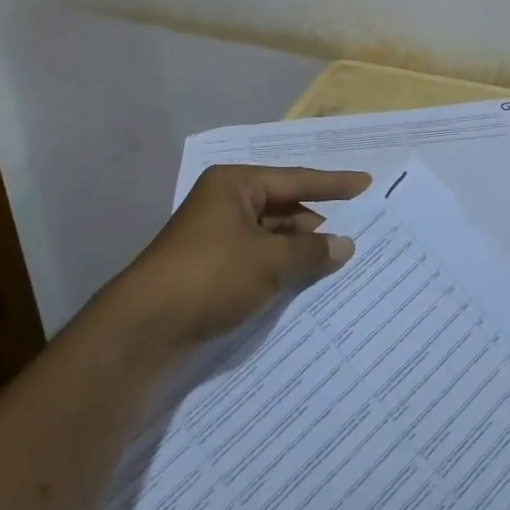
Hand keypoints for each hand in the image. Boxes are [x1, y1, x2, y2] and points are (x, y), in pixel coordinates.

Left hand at [111, 165, 370, 350]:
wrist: (144, 329)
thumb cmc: (210, 276)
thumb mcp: (268, 261)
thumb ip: (311, 252)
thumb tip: (344, 245)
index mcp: (234, 185)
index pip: (294, 179)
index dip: (333, 184)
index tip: (365, 183)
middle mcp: (224, 203)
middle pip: (282, 207)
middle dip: (315, 223)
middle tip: (354, 234)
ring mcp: (215, 237)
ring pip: (270, 236)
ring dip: (298, 250)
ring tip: (336, 262)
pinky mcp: (210, 269)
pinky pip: (257, 259)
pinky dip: (280, 268)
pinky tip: (304, 282)